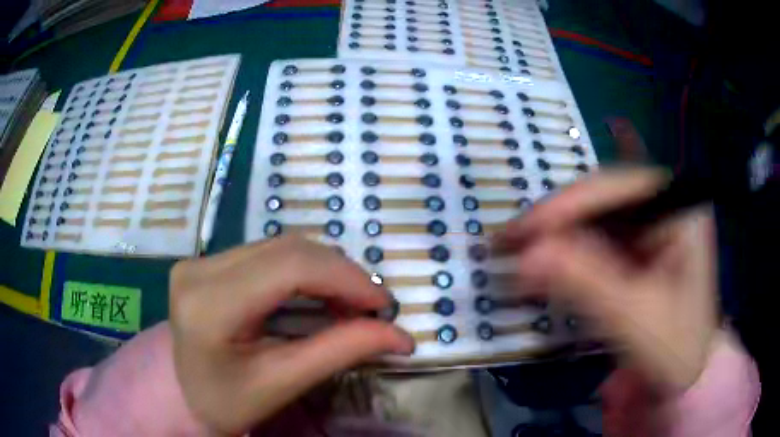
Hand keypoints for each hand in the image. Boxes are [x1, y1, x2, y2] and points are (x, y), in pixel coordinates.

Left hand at [169, 236, 413, 434]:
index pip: (289, 267)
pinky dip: (303, 271)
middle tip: (370, 307)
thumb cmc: (227, 401)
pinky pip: (268, 254)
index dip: (345, 278)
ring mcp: (200, 260)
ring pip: (280, 247)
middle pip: (287, 249)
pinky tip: (317, 295)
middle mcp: (199, 269)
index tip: (383, 304)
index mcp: (208, 305)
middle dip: (340, 274)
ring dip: (324, 271)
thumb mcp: (282, 383)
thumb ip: (340, 352)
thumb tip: (401, 336)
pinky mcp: (207, 262)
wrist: (183, 394)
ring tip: (348, 303)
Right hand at [499, 168, 717, 393]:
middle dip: (556, 220)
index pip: (617, 189)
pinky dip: (566, 250)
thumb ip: (585, 284)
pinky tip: (544, 263)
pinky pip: (596, 236)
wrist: (684, 374)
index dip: (566, 206)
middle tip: (508, 243)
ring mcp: (651, 223)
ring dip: (555, 234)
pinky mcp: (638, 245)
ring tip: (516, 252)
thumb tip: (523, 257)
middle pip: (602, 197)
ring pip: (594, 214)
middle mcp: (665, 204)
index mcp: (679, 209)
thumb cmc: (674, 350)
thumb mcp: (634, 320)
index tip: (519, 233)